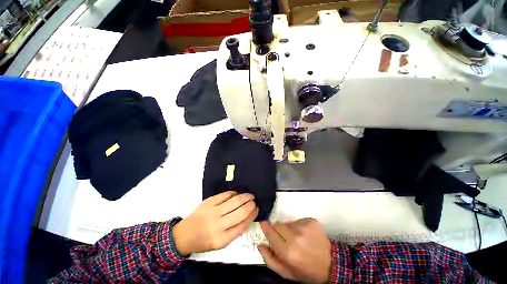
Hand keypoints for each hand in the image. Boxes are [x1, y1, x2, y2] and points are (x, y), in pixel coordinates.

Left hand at [173, 191, 257, 254]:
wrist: (184, 235)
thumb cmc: (204, 241)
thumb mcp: (220, 243)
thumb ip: (234, 231)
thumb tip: (248, 216)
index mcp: (222, 239)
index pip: (242, 225)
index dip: (252, 216)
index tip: (257, 209)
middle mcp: (218, 225)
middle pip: (240, 212)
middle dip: (250, 205)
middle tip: (254, 201)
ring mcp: (213, 212)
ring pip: (234, 201)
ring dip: (245, 197)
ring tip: (250, 195)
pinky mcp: (208, 202)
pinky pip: (225, 195)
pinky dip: (233, 193)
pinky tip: (237, 193)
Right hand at [258, 218, 331, 283]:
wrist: (331, 264)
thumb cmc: (306, 271)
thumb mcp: (287, 273)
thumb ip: (270, 259)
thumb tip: (260, 244)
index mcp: (288, 252)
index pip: (270, 233)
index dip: (265, 227)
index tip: (263, 223)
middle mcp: (295, 237)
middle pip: (278, 225)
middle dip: (277, 230)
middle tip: (283, 238)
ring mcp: (304, 227)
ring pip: (288, 223)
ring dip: (288, 229)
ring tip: (296, 238)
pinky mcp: (311, 221)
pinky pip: (298, 220)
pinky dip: (298, 226)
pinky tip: (305, 235)